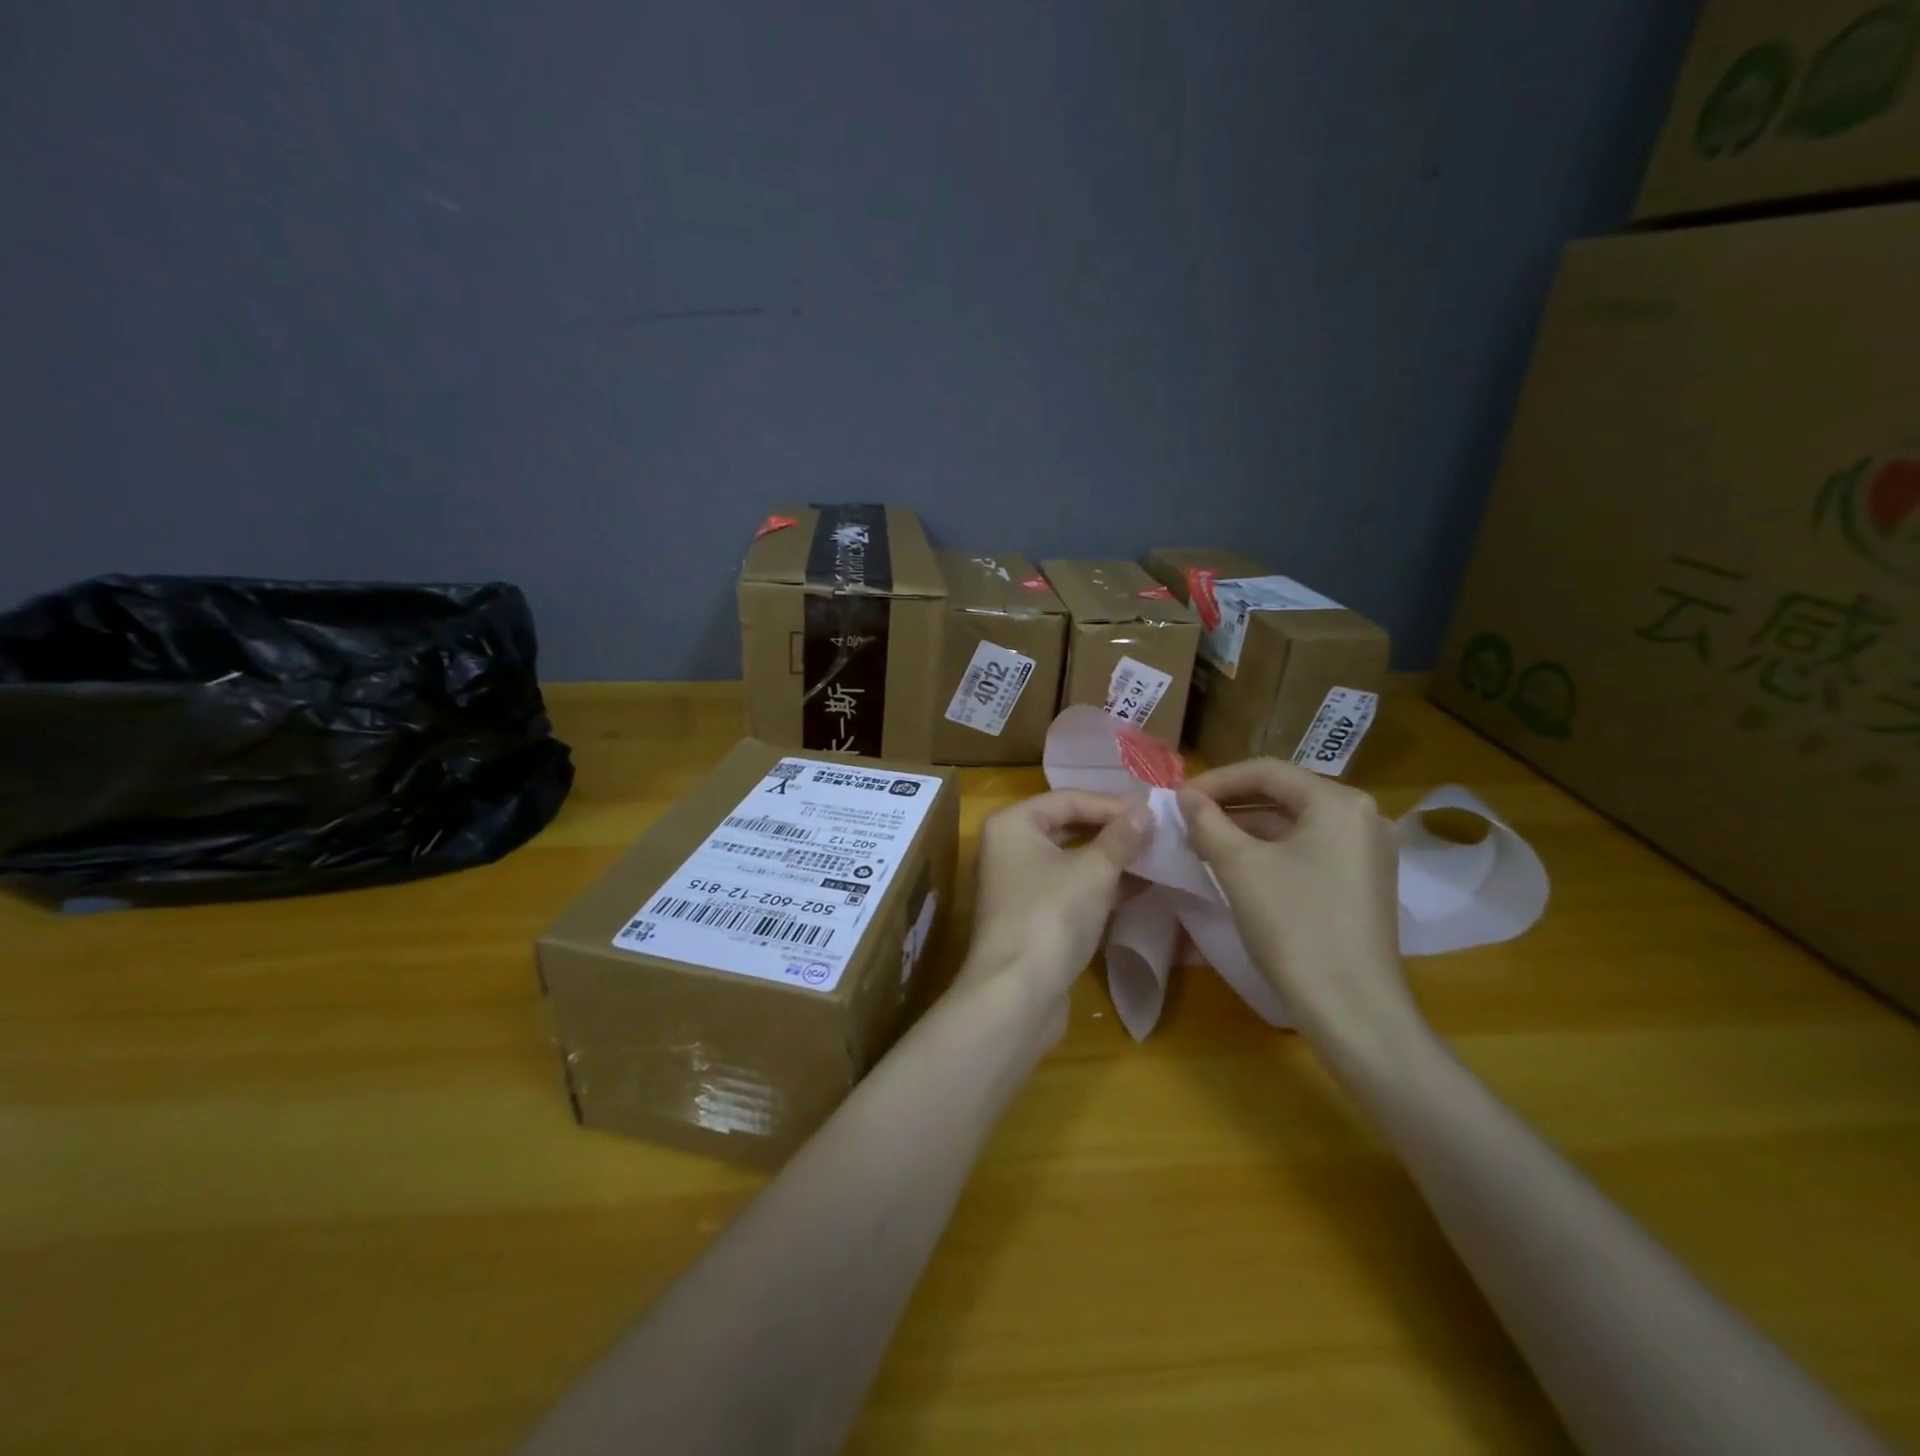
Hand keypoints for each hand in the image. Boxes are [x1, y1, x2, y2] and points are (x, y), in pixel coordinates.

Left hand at [962, 790, 1153, 1032]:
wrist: (1016, 994)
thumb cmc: (1051, 916)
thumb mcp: (1094, 871)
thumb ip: (1121, 838)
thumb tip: (1145, 811)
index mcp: (1012, 824)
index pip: (1068, 799)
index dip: (1112, 804)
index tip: (1153, 813)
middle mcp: (1008, 848)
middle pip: (1067, 827)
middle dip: (1112, 831)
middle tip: (1156, 833)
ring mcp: (1017, 885)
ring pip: (1070, 860)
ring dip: (1110, 860)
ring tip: (1154, 858)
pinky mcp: (1030, 917)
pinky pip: (1069, 889)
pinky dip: (1099, 887)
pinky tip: (1138, 889)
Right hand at [1177, 759, 1421, 1059]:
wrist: (1351, 1008)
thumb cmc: (1294, 925)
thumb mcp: (1239, 866)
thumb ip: (1207, 821)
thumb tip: (1186, 796)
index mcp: (1338, 802)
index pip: (1266, 771)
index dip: (1216, 780)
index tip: (1177, 798)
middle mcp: (1362, 816)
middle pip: (1283, 794)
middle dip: (1230, 803)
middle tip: (1187, 818)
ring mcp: (1367, 851)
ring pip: (1294, 823)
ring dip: (1246, 827)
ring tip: (1202, 840)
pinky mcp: (1363, 881)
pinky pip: (1308, 848)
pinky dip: (1270, 849)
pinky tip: (1236, 864)